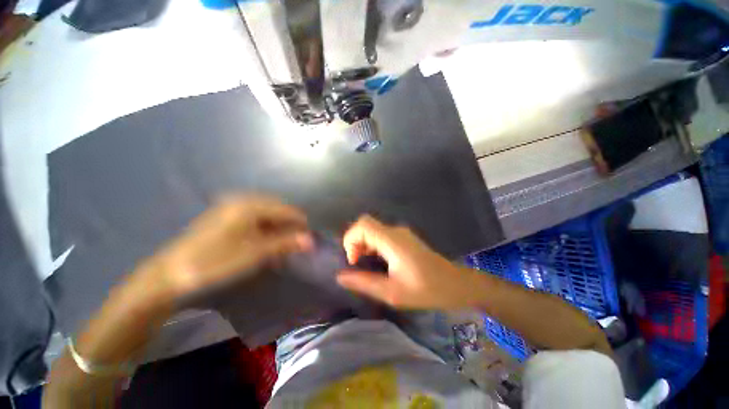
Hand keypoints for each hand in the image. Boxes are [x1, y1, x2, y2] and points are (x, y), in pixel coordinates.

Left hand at [139, 195, 312, 302]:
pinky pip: (253, 218)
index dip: (300, 223)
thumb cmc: (216, 261)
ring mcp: (231, 207)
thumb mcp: (255, 252)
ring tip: (283, 244)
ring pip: (265, 214)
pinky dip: (264, 229)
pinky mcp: (224, 216)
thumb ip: (285, 243)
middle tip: (297, 242)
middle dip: (289, 225)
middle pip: (276, 209)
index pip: (286, 209)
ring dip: (277, 228)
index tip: (310, 236)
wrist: (170, 273)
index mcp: (250, 205)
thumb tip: (310, 240)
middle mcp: (241, 200)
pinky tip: (266, 241)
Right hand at [337, 215, 479, 309]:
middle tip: (358, 264)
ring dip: (364, 245)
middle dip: (355, 242)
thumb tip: (340, 276)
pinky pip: (381, 235)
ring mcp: (401, 233)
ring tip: (367, 266)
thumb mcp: (392, 292)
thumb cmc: (425, 290)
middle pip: (366, 225)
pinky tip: (378, 263)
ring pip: (373, 230)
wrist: (455, 285)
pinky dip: (373, 246)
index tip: (353, 261)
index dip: (351, 239)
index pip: (363, 225)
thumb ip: (364, 283)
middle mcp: (395, 231)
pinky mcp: (404, 238)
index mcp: (392, 240)